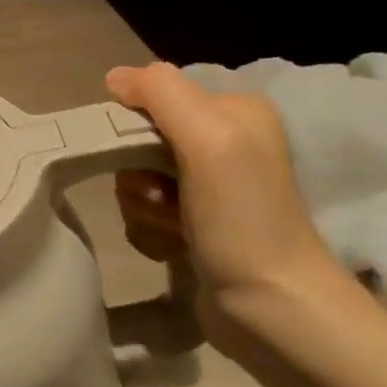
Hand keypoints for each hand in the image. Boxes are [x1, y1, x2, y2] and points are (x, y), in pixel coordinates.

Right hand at [107, 62, 351, 343]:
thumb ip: (162, 93)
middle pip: (139, 138)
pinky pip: (144, 210)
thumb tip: (115, 78)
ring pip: (136, 177)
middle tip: (159, 197)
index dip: (133, 123)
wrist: (272, 308)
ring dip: (140, 204)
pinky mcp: (196, 223)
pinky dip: (149, 227)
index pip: (155, 95)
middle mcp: (225, 142)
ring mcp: (210, 186)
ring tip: (170, 227)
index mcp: (234, 111)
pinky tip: (172, 245)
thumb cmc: (242, 218)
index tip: (139, 157)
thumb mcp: (209, 138)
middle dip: (135, 171)